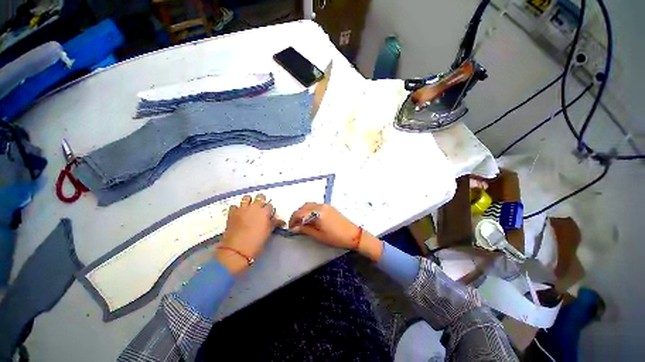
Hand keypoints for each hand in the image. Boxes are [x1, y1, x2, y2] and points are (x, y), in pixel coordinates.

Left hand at [216, 194, 283, 273]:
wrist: (237, 250)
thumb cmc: (256, 242)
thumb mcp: (268, 232)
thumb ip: (273, 223)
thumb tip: (279, 220)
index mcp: (265, 212)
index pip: (270, 205)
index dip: (269, 209)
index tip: (268, 214)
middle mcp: (254, 207)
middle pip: (260, 197)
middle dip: (261, 200)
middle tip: (260, 207)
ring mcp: (242, 209)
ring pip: (246, 197)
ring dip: (249, 201)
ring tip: (249, 207)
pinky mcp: (232, 213)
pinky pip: (234, 206)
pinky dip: (237, 208)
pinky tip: (238, 213)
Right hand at [289, 203, 382, 260]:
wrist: (353, 234)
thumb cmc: (335, 237)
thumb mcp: (319, 236)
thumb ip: (305, 230)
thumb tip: (294, 228)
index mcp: (318, 213)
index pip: (300, 213)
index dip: (293, 220)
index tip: (290, 228)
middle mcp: (321, 206)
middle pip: (304, 207)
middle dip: (297, 215)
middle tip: (294, 225)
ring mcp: (326, 205)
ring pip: (310, 205)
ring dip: (303, 212)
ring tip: (301, 222)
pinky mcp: (329, 207)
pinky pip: (316, 206)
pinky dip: (310, 210)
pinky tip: (310, 218)